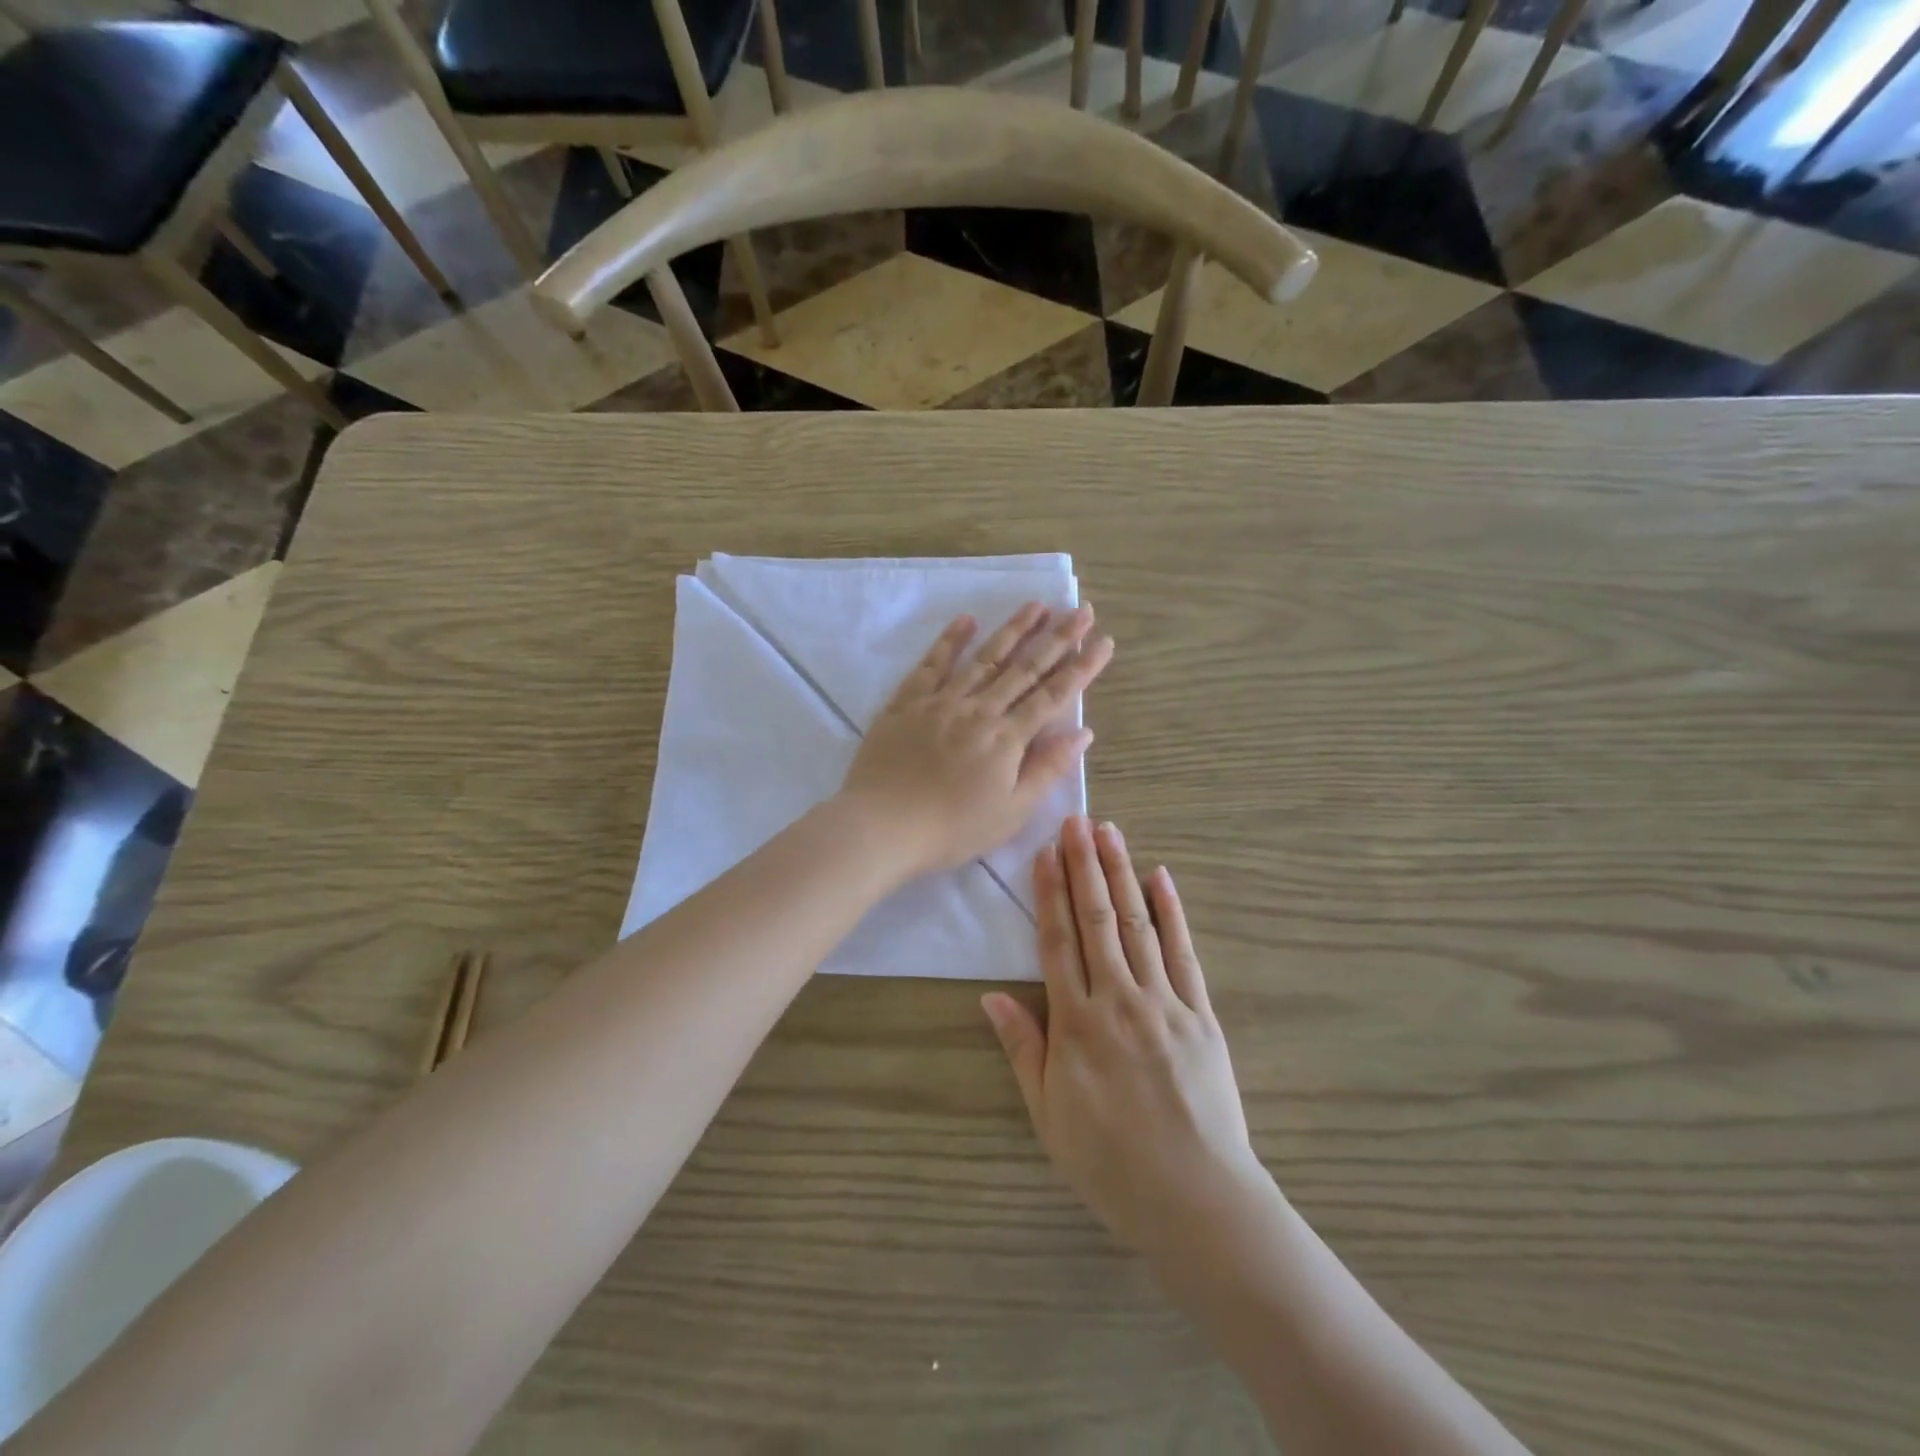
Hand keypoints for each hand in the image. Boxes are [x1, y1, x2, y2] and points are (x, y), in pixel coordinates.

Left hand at [837, 604, 1113, 878]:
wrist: (882, 826)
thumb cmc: (952, 829)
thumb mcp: (1011, 811)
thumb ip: (1047, 769)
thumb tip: (1082, 732)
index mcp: (1007, 738)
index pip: (1053, 695)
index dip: (1082, 667)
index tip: (1103, 640)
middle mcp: (979, 710)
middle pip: (1025, 668)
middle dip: (1057, 637)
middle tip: (1081, 608)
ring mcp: (941, 701)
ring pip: (984, 657)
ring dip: (1012, 629)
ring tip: (1036, 605)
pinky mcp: (907, 702)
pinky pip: (932, 664)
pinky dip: (950, 640)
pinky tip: (966, 620)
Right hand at [982, 816, 1267, 1261]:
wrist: (1196, 1198)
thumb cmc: (1110, 1162)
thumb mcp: (1049, 1115)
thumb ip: (1024, 1049)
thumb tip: (993, 996)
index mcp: (1077, 1024)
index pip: (1058, 943)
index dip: (1049, 894)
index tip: (1045, 853)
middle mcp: (1119, 1000)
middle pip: (1098, 921)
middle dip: (1085, 867)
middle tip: (1077, 822)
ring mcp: (1165, 1002)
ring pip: (1138, 925)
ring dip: (1123, 874)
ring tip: (1110, 833)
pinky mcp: (1201, 1014)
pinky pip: (1184, 953)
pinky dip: (1172, 913)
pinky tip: (1162, 879)